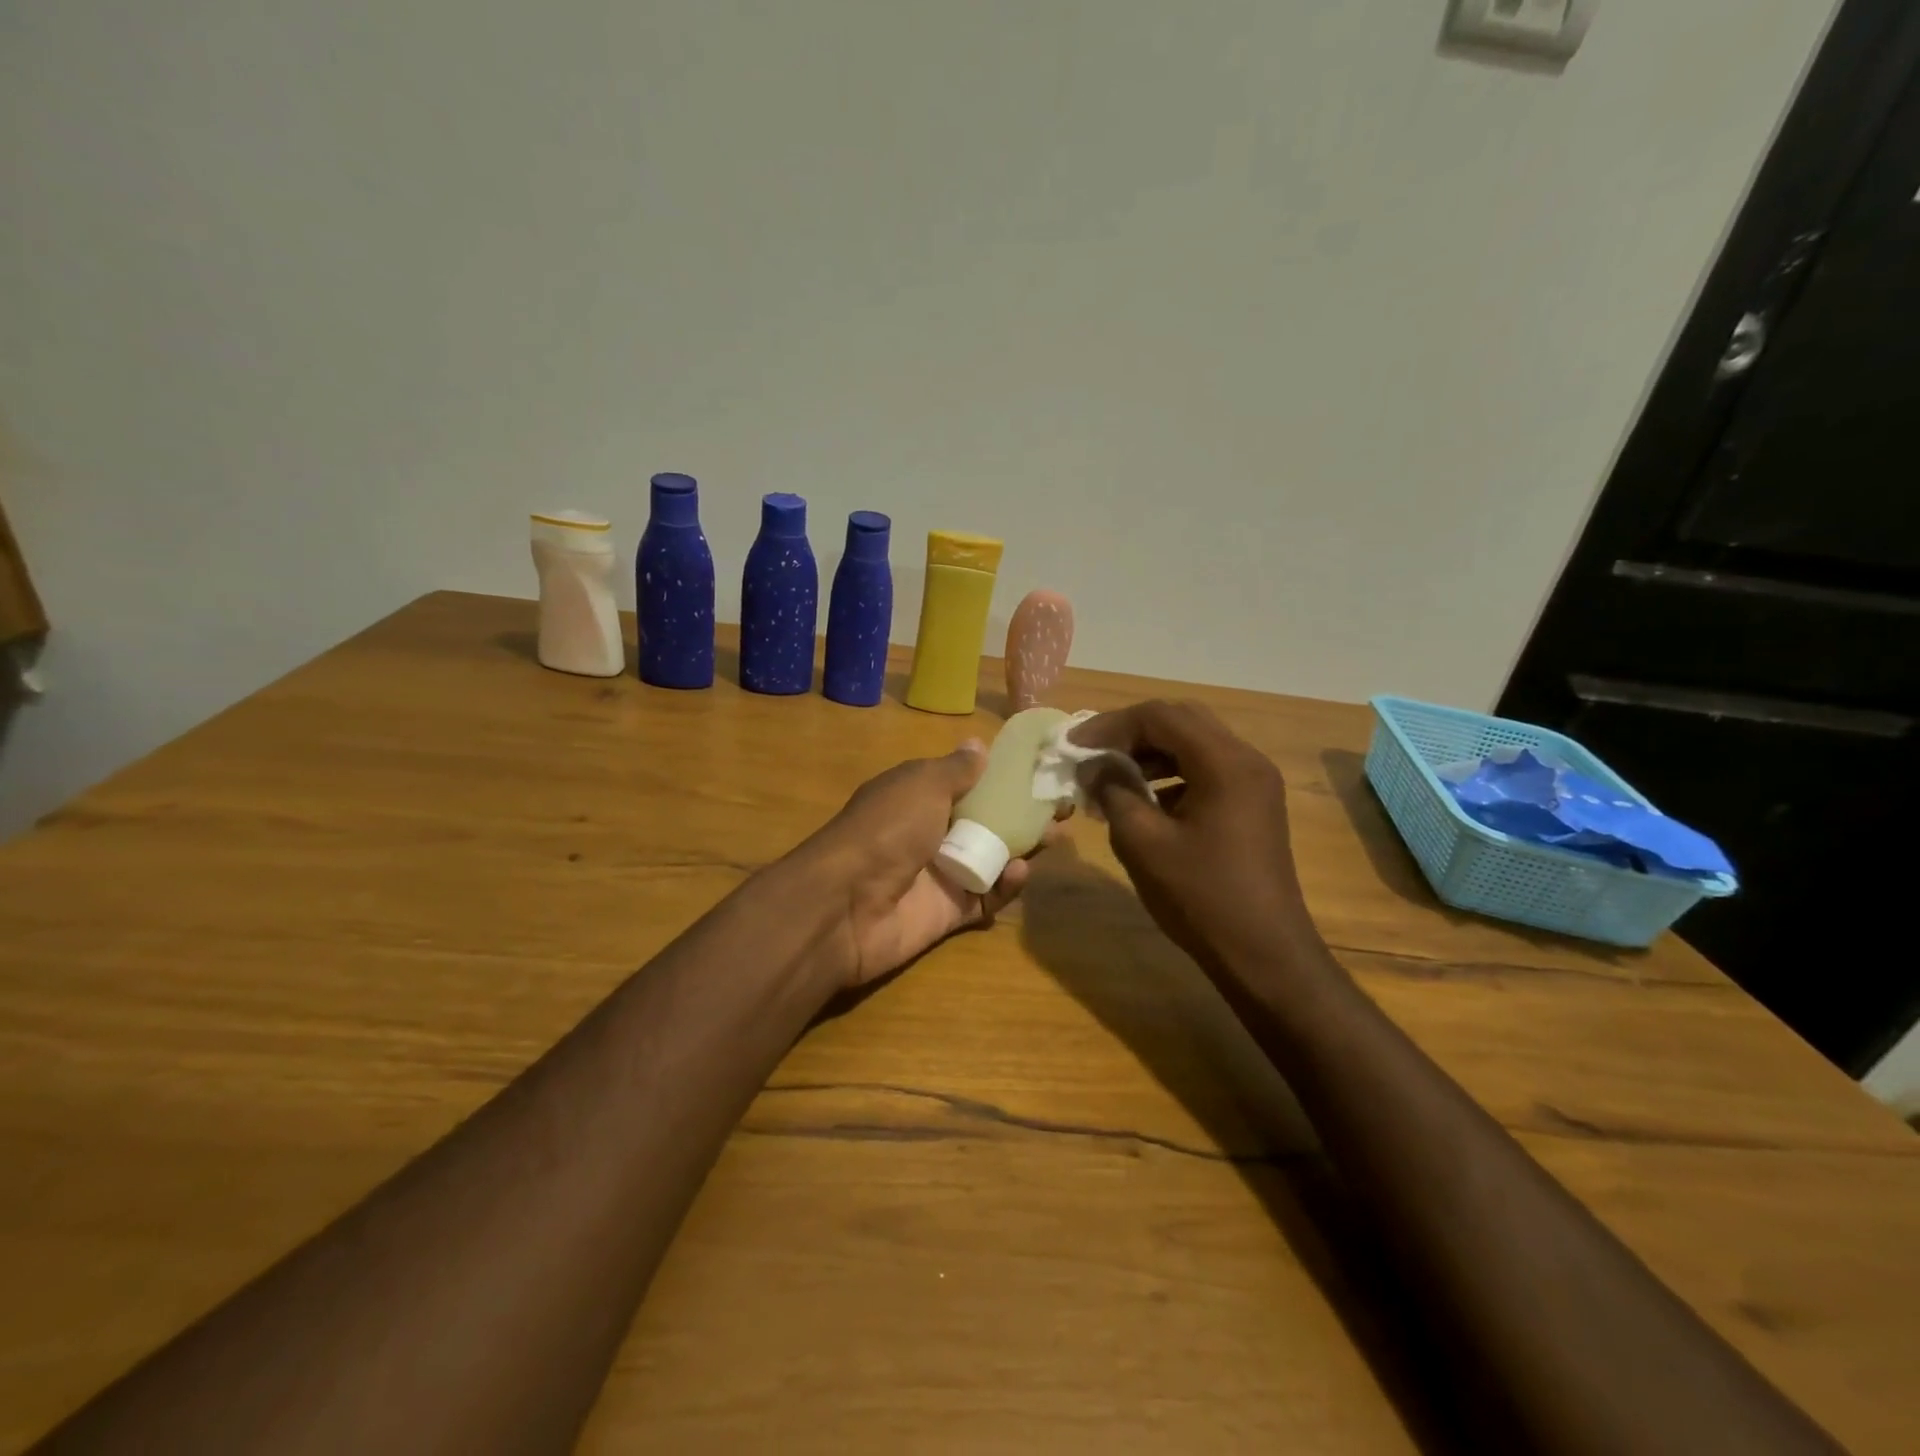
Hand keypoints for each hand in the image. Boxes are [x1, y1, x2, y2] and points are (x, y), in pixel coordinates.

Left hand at [800, 741, 1060, 987]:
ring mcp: (941, 873)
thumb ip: (955, 769)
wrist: (846, 904)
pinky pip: (987, 897)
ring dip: (1024, 846)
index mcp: (920, 796)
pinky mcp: (949, 912)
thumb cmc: (887, 829)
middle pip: (987, 820)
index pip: (969, 782)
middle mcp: (932, 831)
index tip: (1042, 771)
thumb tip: (979, 744)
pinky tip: (1019, 872)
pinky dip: (1005, 886)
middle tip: (1062, 808)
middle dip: (1024, 813)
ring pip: (992, 857)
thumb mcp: (921, 785)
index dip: (1004, 777)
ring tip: (1056, 836)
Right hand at [1070, 700, 1321, 976]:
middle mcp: (1246, 760)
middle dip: (1130, 732)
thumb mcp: (1143, 843)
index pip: (1160, 716)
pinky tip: (1143, 800)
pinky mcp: (1252, 804)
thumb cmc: (1201, 897)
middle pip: (1181, 721)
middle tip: (1091, 754)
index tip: (1073, 746)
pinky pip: (1206, 770)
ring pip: (1194, 744)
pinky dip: (1170, 773)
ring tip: (1110, 776)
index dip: (1110, 725)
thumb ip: (1113, 791)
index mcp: (1225, 763)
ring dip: (1149, 752)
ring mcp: (1254, 782)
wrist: (1264, 954)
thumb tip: (1093, 765)